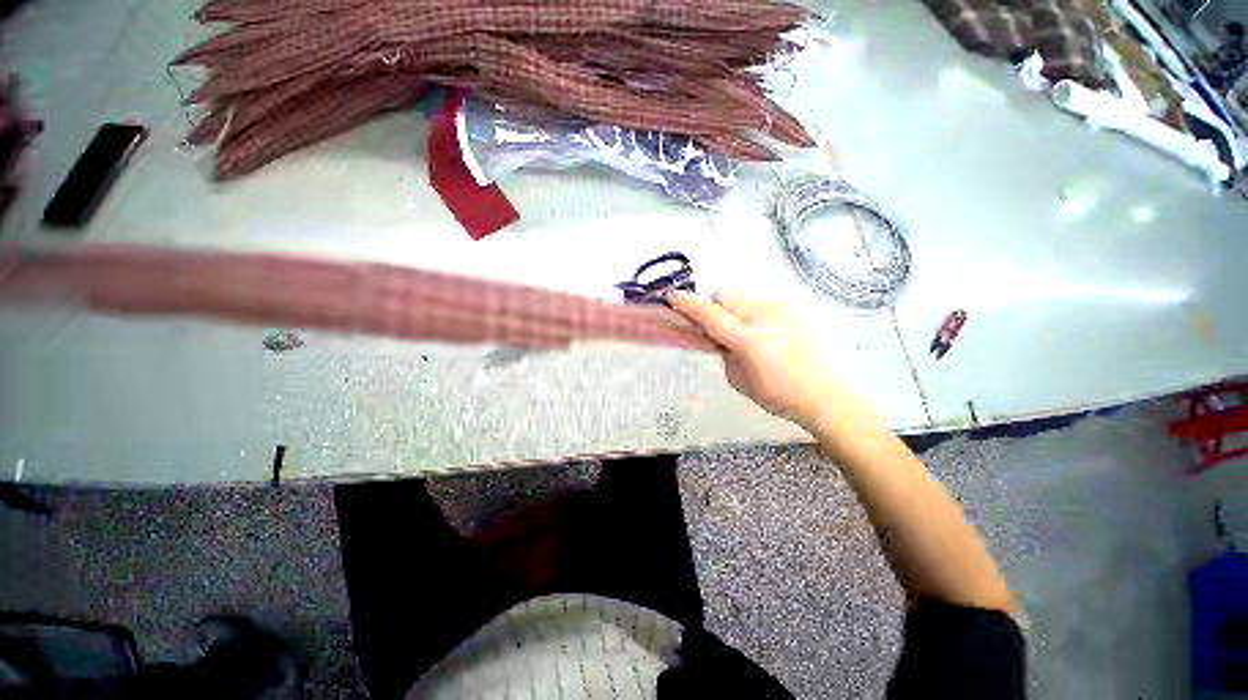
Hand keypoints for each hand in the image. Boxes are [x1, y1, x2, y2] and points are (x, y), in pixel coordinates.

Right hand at [669, 290, 876, 432]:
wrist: (828, 395)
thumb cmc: (779, 396)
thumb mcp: (739, 381)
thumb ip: (723, 353)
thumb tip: (717, 337)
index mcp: (748, 340)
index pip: (709, 315)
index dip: (688, 304)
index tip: (672, 296)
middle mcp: (765, 316)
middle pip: (725, 293)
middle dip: (715, 307)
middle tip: (720, 328)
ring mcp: (783, 308)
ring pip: (744, 295)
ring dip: (735, 308)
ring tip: (748, 332)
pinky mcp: (796, 307)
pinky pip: (763, 301)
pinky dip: (755, 312)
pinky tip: (769, 333)